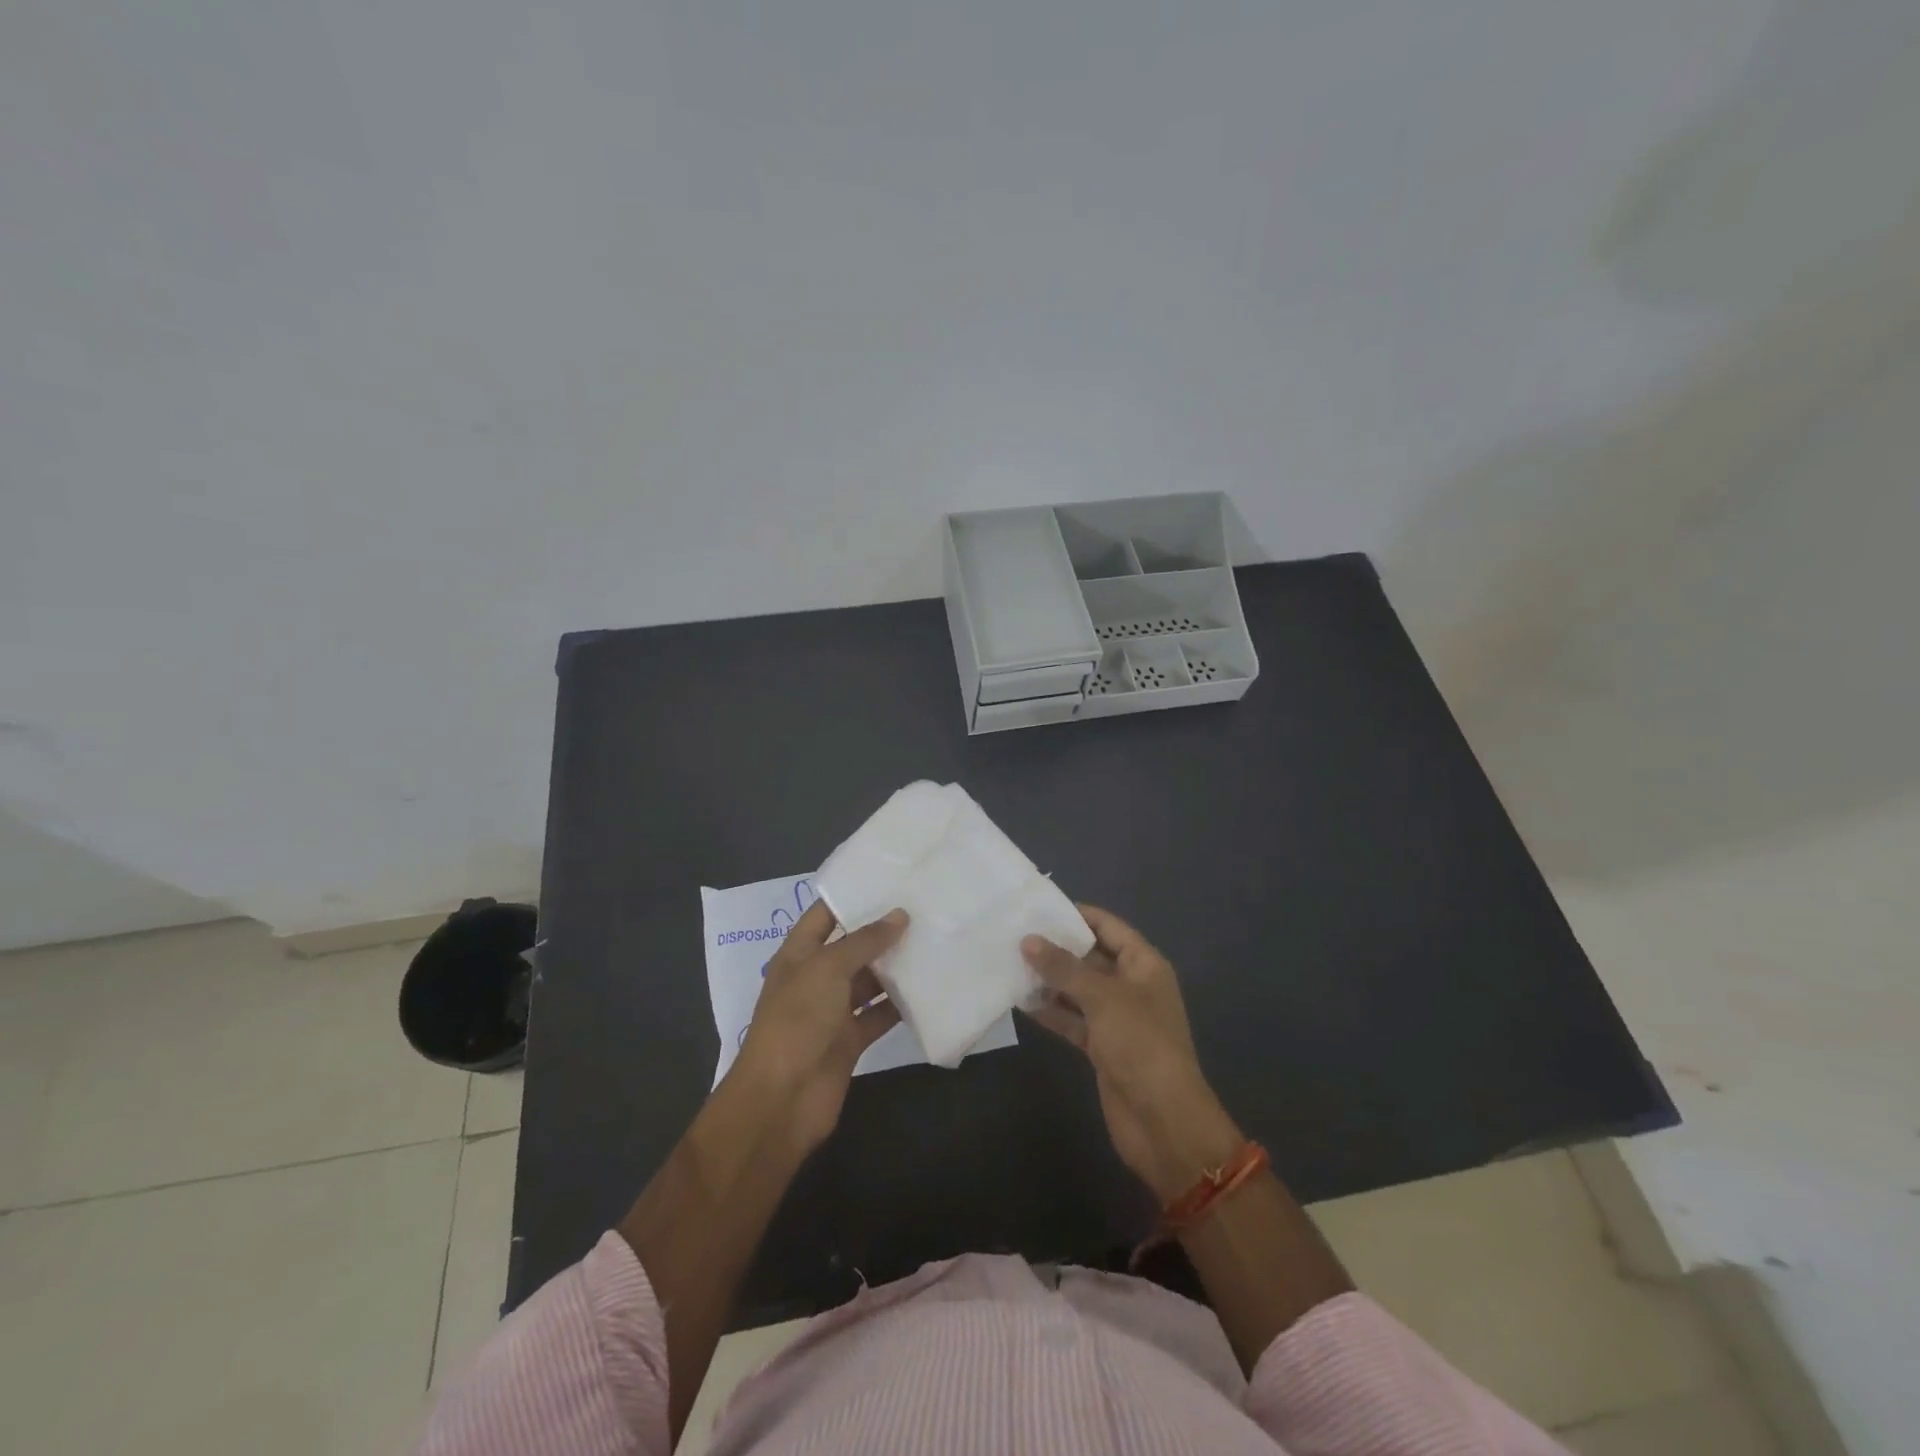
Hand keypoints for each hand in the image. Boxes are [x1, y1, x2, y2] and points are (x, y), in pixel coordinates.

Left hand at [733, 900, 905, 1154]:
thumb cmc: (797, 1020)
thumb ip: (864, 941)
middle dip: (882, 931)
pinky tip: (930, 987)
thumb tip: (900, 915)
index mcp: (799, 955)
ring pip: (869, 981)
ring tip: (933, 940)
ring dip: (895, 967)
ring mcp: (833, 1011)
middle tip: (924, 908)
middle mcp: (815, 978)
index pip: (824, 915)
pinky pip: (879, 1015)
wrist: (782, 1099)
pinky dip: (900, 1005)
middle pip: (851, 947)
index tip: (889, 879)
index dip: (850, 896)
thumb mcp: (827, 969)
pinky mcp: (851, 1040)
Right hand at [1023, 906, 1243, 1201]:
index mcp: (1144, 965)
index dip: (1077, 915)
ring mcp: (1116, 1019)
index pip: (1108, 927)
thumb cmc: (1140, 1044)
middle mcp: (1131, 986)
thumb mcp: (1102, 998)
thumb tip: (1028, 940)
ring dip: (1049, 980)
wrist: (1163, 1120)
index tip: (1039, 906)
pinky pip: (1073, 1019)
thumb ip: (1064, 968)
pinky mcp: (1102, 1047)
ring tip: (1009, 963)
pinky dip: (1051, 1011)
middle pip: (1091, 957)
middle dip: (1057, 947)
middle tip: (1014, 933)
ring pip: (1078, 990)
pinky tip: (1020, 1001)